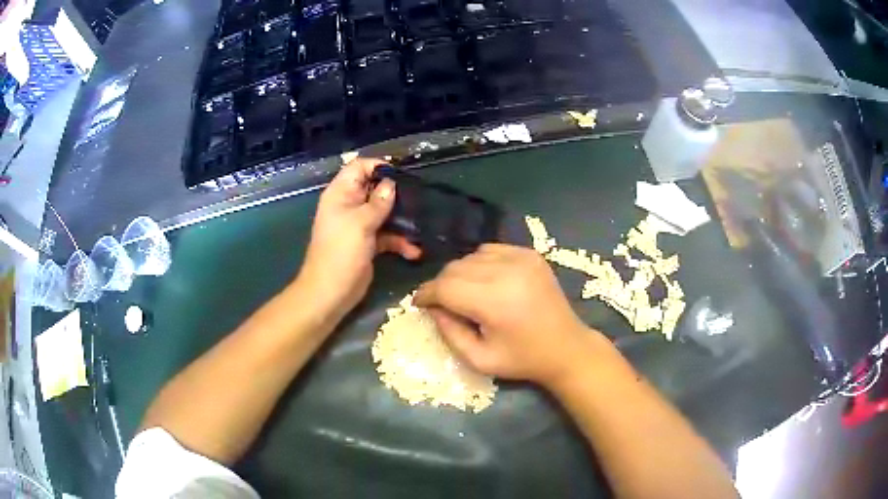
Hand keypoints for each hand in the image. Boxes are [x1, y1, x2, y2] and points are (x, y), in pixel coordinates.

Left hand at [298, 158, 420, 322]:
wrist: (331, 292)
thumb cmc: (340, 252)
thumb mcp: (360, 223)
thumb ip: (378, 202)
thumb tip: (391, 184)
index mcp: (341, 194)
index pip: (359, 167)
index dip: (379, 166)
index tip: (402, 173)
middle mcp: (350, 205)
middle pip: (375, 189)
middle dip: (396, 192)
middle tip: (419, 196)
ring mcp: (360, 225)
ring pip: (384, 212)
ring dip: (402, 219)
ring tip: (422, 223)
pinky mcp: (369, 243)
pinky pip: (388, 235)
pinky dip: (400, 241)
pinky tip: (414, 251)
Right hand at [414, 244, 604, 386]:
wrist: (566, 347)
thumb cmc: (522, 359)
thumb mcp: (479, 359)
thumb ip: (449, 333)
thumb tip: (432, 308)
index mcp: (495, 301)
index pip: (445, 287)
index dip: (426, 294)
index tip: (418, 303)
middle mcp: (507, 271)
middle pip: (455, 268)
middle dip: (441, 285)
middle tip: (442, 304)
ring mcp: (521, 258)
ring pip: (471, 256)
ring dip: (461, 274)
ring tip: (466, 294)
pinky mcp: (530, 254)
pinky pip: (491, 250)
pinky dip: (480, 264)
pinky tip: (487, 282)